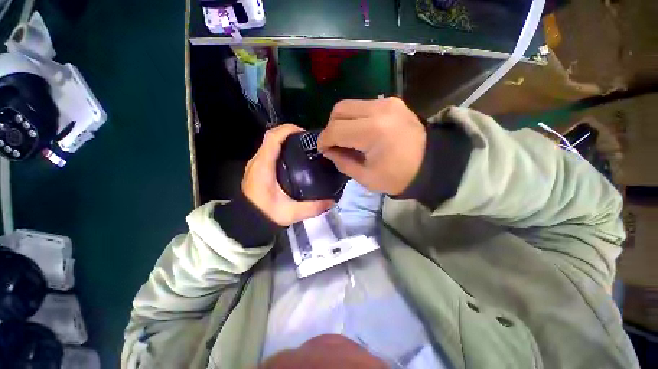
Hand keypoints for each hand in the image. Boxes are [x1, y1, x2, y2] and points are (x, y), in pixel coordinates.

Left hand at [242, 124, 333, 225]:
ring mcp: (256, 164)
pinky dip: (281, 149)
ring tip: (303, 148)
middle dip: (290, 134)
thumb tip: (332, 201)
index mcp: (263, 166)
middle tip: (308, 142)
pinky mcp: (257, 168)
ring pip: (270, 143)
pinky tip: (294, 160)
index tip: (305, 134)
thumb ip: (313, 207)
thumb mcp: (291, 213)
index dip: (289, 130)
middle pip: (272, 137)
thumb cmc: (265, 215)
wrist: (246, 222)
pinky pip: (269, 151)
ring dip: (286, 141)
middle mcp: (258, 161)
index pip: (273, 137)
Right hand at [318, 97, 425, 194]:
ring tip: (346, 138)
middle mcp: (379, 109)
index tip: (323, 150)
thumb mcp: (365, 177)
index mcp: (372, 132)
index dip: (324, 140)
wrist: (432, 164)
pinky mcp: (392, 101)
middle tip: (334, 144)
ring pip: (350, 104)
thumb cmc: (398, 177)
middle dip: (330, 128)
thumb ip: (342, 162)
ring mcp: (387, 102)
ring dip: (342, 121)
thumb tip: (328, 151)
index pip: (335, 129)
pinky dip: (355, 117)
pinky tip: (359, 131)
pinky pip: (363, 105)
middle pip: (339, 110)